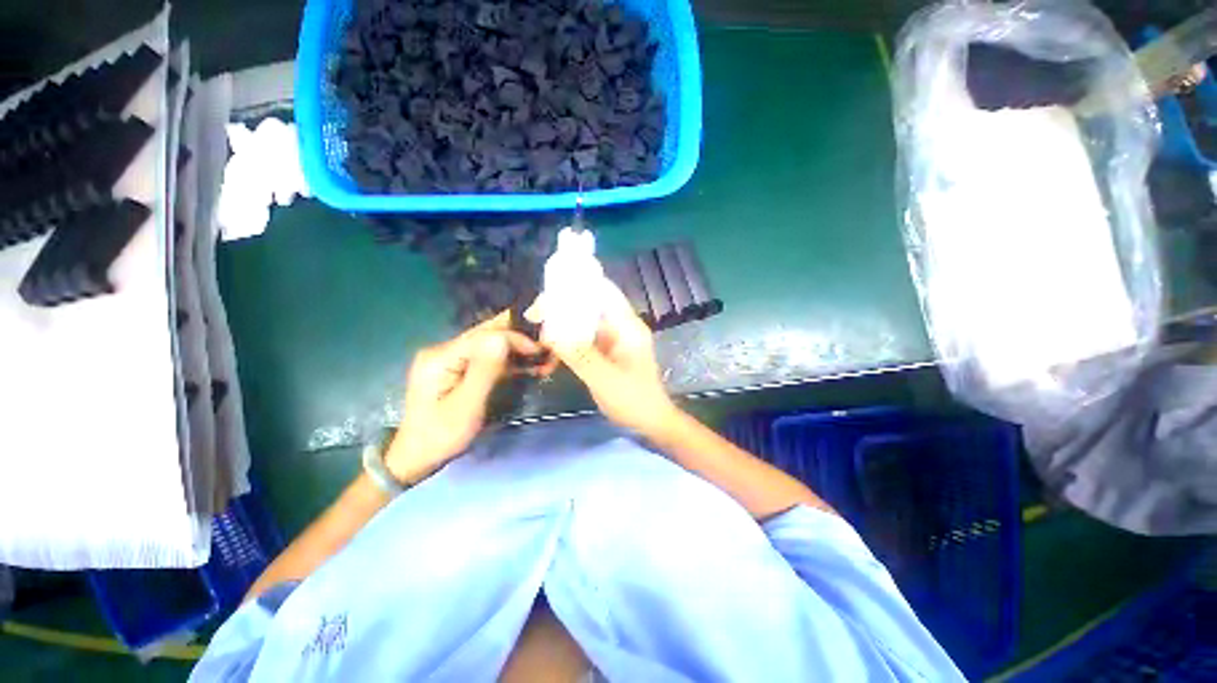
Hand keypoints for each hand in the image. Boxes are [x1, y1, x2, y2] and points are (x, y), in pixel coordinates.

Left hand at [386, 311, 542, 482]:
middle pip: (488, 334)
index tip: (541, 351)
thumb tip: (503, 338)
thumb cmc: (441, 436)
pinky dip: (509, 361)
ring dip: (518, 351)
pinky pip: (488, 358)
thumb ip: (484, 370)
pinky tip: (528, 367)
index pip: (485, 335)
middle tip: (547, 351)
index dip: (515, 338)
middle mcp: (445, 350)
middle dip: (520, 340)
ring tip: (544, 360)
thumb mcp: (466, 406)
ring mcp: (450, 358)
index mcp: (441, 356)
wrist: (416, 457)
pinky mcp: (458, 368)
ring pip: (491, 345)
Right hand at [527, 279, 678, 434]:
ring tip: (537, 335)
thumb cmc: (634, 400)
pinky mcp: (605, 352)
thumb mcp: (605, 379)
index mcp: (627, 325)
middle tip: (534, 317)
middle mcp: (619, 326)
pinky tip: (550, 354)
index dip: (577, 284)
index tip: (548, 293)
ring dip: (561, 326)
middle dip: (562, 307)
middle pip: (589, 304)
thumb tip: (549, 333)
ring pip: (583, 322)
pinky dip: (567, 343)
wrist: (650, 422)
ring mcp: (612, 339)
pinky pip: (583, 340)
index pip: (603, 290)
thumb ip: (579, 356)